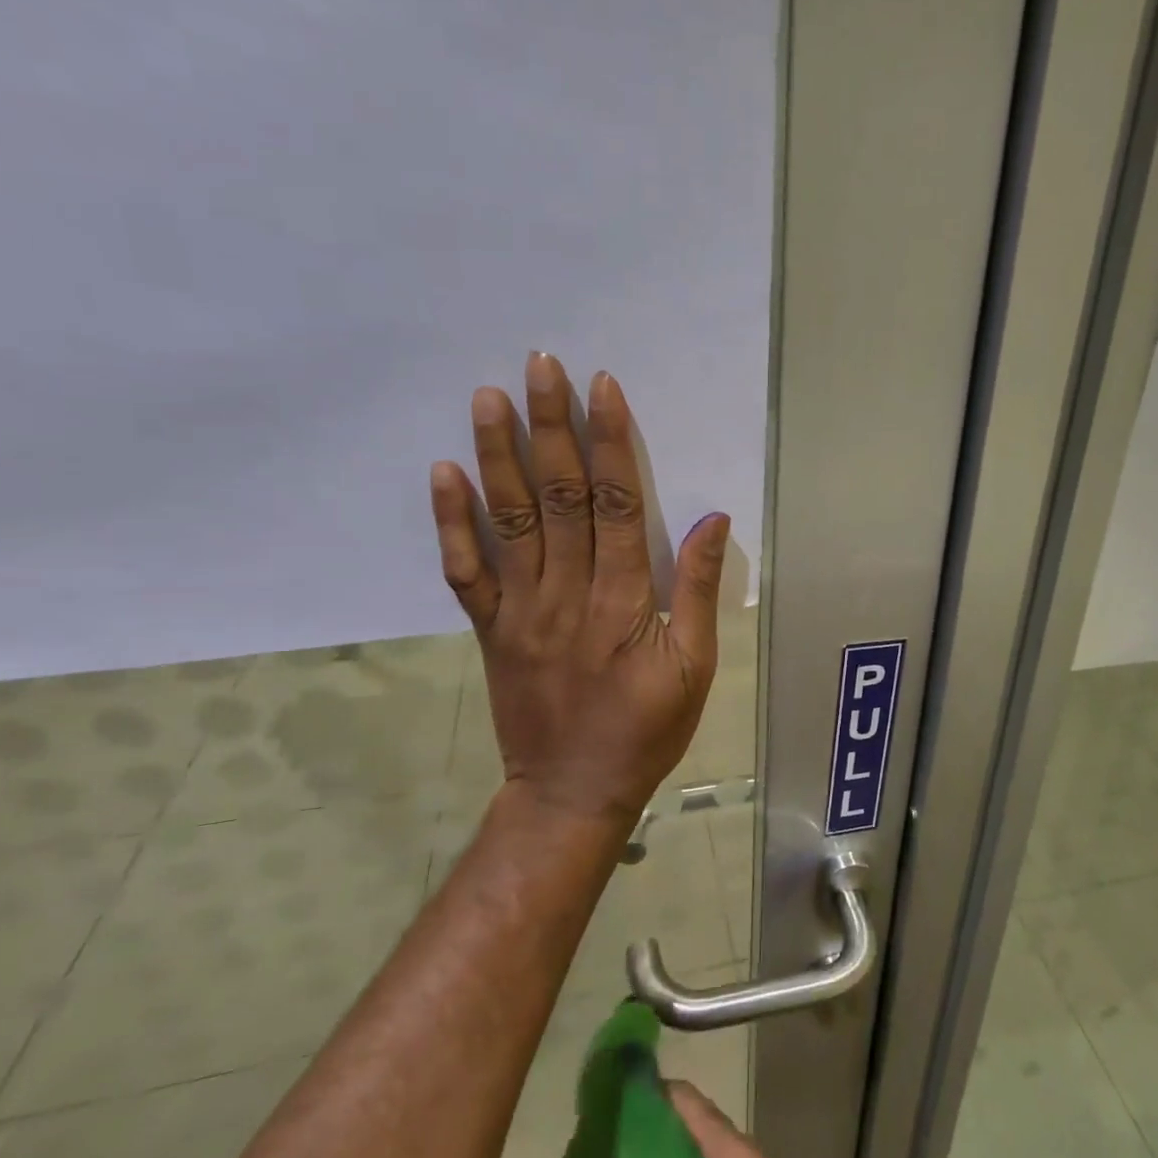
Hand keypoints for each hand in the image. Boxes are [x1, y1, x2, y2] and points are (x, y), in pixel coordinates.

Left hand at [428, 352, 729, 825]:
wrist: (572, 791)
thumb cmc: (646, 729)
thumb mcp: (696, 668)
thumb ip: (700, 591)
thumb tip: (713, 519)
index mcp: (623, 600)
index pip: (615, 503)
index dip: (609, 441)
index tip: (602, 387)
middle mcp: (567, 592)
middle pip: (558, 496)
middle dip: (551, 426)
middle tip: (539, 366)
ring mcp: (521, 609)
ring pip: (509, 520)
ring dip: (498, 455)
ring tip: (487, 397)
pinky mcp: (490, 629)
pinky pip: (465, 571)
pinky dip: (451, 522)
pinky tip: (444, 473)